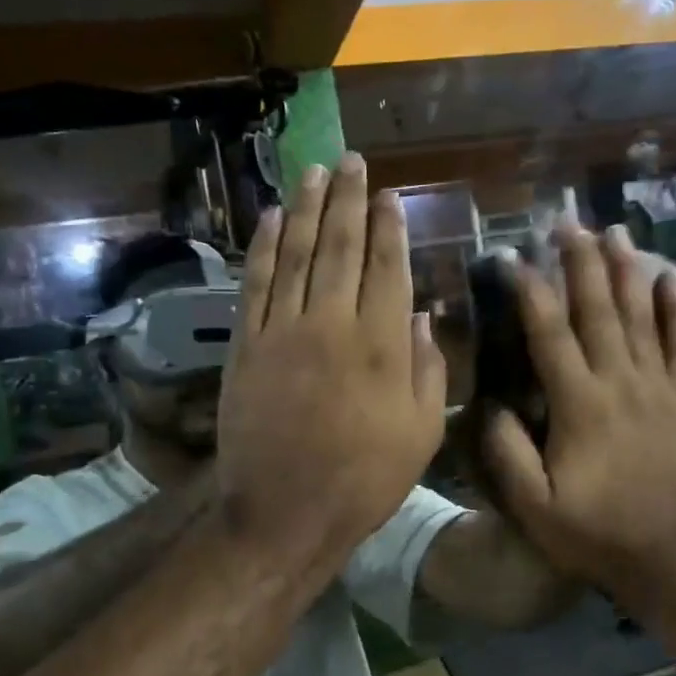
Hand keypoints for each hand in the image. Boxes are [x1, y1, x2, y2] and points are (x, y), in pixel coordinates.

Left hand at [217, 153, 447, 569]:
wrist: (285, 514)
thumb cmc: (365, 479)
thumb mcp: (423, 432)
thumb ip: (428, 368)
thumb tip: (423, 315)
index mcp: (383, 344)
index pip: (388, 267)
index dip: (389, 226)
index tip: (388, 194)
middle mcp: (333, 324)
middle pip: (341, 247)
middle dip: (348, 199)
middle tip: (351, 161)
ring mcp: (284, 331)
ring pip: (295, 254)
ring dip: (305, 208)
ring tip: (313, 172)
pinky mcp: (246, 345)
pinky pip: (255, 284)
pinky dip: (262, 246)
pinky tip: (268, 218)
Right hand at [481, 223, 675, 608]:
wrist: (665, 558)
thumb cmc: (592, 534)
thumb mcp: (535, 508)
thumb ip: (509, 455)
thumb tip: (495, 403)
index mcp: (580, 406)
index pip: (550, 334)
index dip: (529, 290)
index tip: (511, 256)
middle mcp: (620, 384)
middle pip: (598, 310)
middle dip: (580, 262)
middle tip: (566, 222)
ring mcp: (657, 388)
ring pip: (641, 316)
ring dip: (626, 271)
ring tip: (614, 231)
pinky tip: (672, 277)